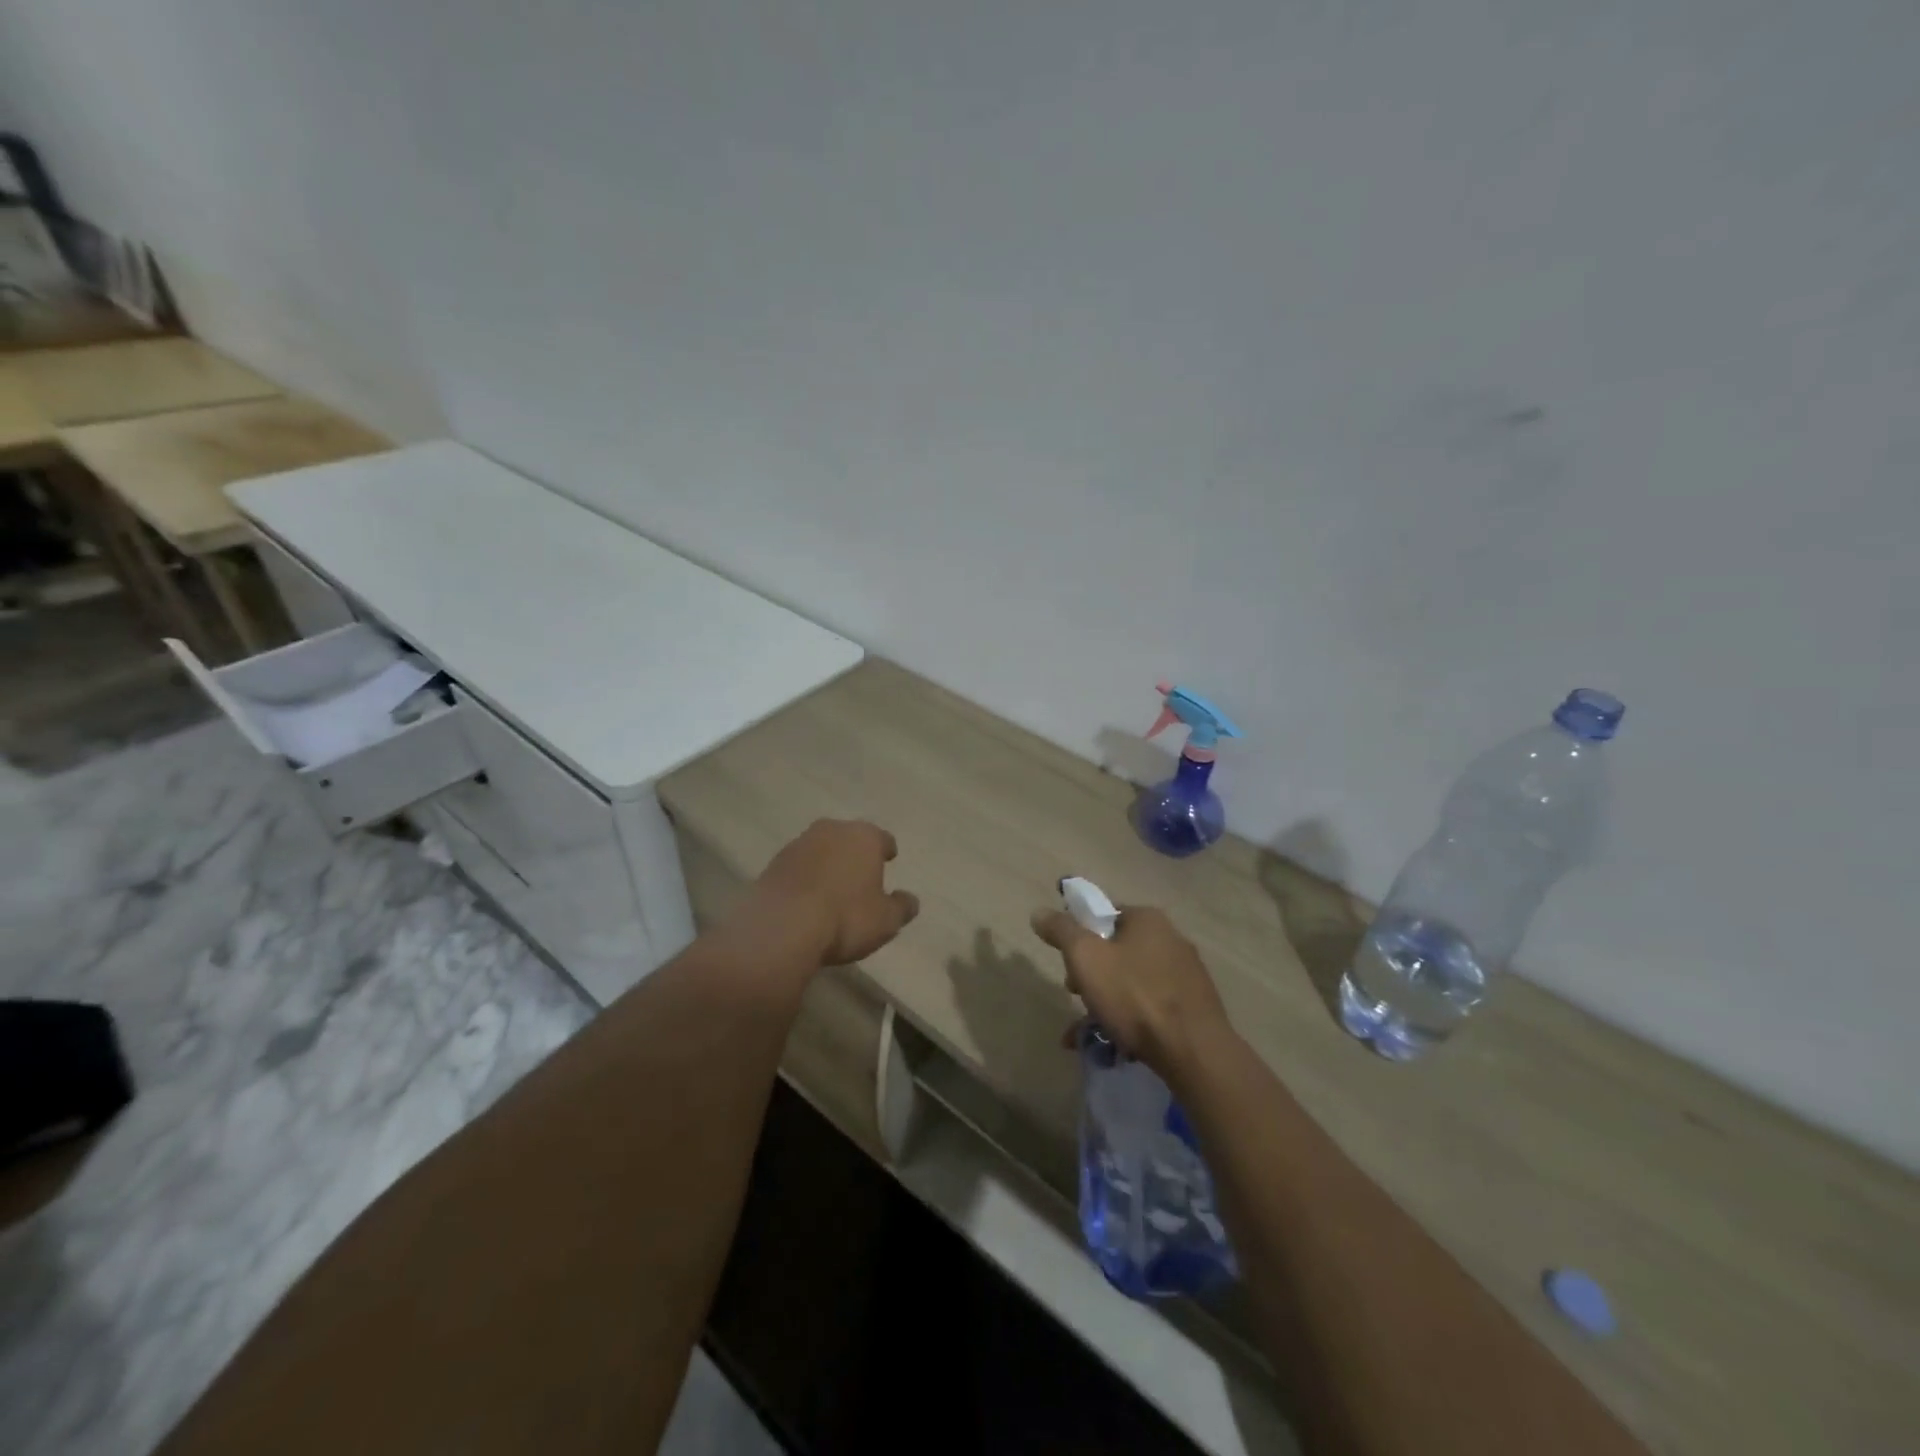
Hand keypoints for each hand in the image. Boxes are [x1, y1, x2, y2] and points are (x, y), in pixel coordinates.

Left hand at [748, 819, 919, 966]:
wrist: (781, 927)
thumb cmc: (845, 918)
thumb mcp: (886, 920)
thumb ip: (902, 907)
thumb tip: (910, 900)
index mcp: (864, 837)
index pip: (882, 838)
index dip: (887, 850)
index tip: (889, 860)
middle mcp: (831, 831)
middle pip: (849, 839)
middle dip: (855, 854)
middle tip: (860, 875)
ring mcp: (798, 844)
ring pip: (821, 850)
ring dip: (827, 864)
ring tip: (831, 890)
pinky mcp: (773, 863)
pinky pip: (798, 868)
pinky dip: (804, 878)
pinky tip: (806, 899)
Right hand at [1030, 902, 1231, 1079]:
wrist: (1193, 1051)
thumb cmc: (1134, 996)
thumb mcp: (1085, 958)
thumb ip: (1061, 931)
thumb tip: (1039, 912)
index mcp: (1147, 919)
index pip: (1104, 915)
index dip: (1079, 936)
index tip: (1067, 964)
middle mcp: (1171, 938)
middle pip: (1117, 950)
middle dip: (1091, 974)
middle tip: (1076, 996)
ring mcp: (1186, 974)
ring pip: (1132, 982)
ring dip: (1105, 1002)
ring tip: (1087, 1031)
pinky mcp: (1194, 1006)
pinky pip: (1150, 1006)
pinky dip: (1129, 1020)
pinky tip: (1113, 1046)